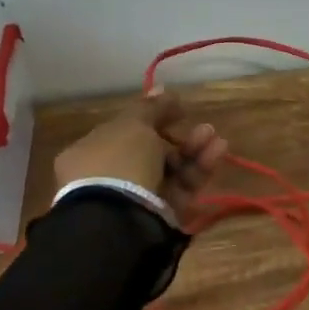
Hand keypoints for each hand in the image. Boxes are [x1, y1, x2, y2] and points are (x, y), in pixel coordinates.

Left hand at [52, 90, 229, 227]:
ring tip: (214, 136)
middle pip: (151, 150)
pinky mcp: (161, 214)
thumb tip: (162, 89)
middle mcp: (110, 176)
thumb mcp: (133, 125)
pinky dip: (200, 169)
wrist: (121, 220)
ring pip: (170, 168)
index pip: (123, 131)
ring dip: (193, 149)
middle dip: (178, 135)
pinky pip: (182, 187)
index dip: (150, 117)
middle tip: (200, 125)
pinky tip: (218, 152)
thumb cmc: (119, 162)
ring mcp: (135, 197)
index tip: (175, 108)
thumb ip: (150, 107)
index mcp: (90, 153)